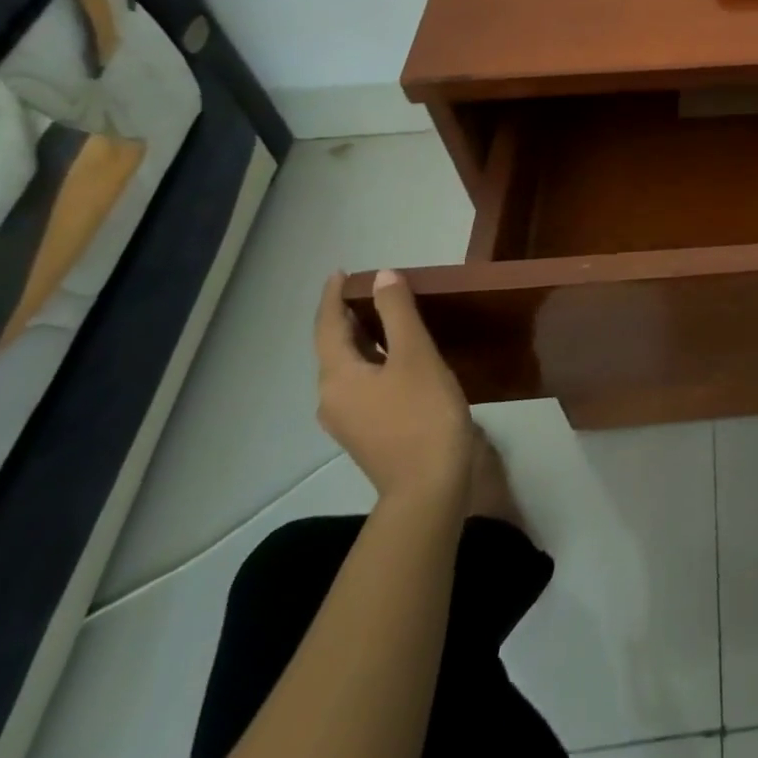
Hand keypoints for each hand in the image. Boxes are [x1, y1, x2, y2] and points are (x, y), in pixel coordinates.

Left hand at [315, 270, 473, 502]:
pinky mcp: (368, 432)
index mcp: (337, 376)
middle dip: (349, 316)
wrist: (430, 485)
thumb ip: (398, 313)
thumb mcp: (415, 356)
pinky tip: (400, 358)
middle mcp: (332, 397)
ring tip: (389, 317)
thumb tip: (382, 277)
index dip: (333, 297)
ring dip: (365, 339)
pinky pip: (363, 384)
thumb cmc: (423, 414)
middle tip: (373, 290)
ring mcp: (349, 419)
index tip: (341, 272)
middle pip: (335, 347)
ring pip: (350, 367)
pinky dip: (375, 360)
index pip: (327, 326)